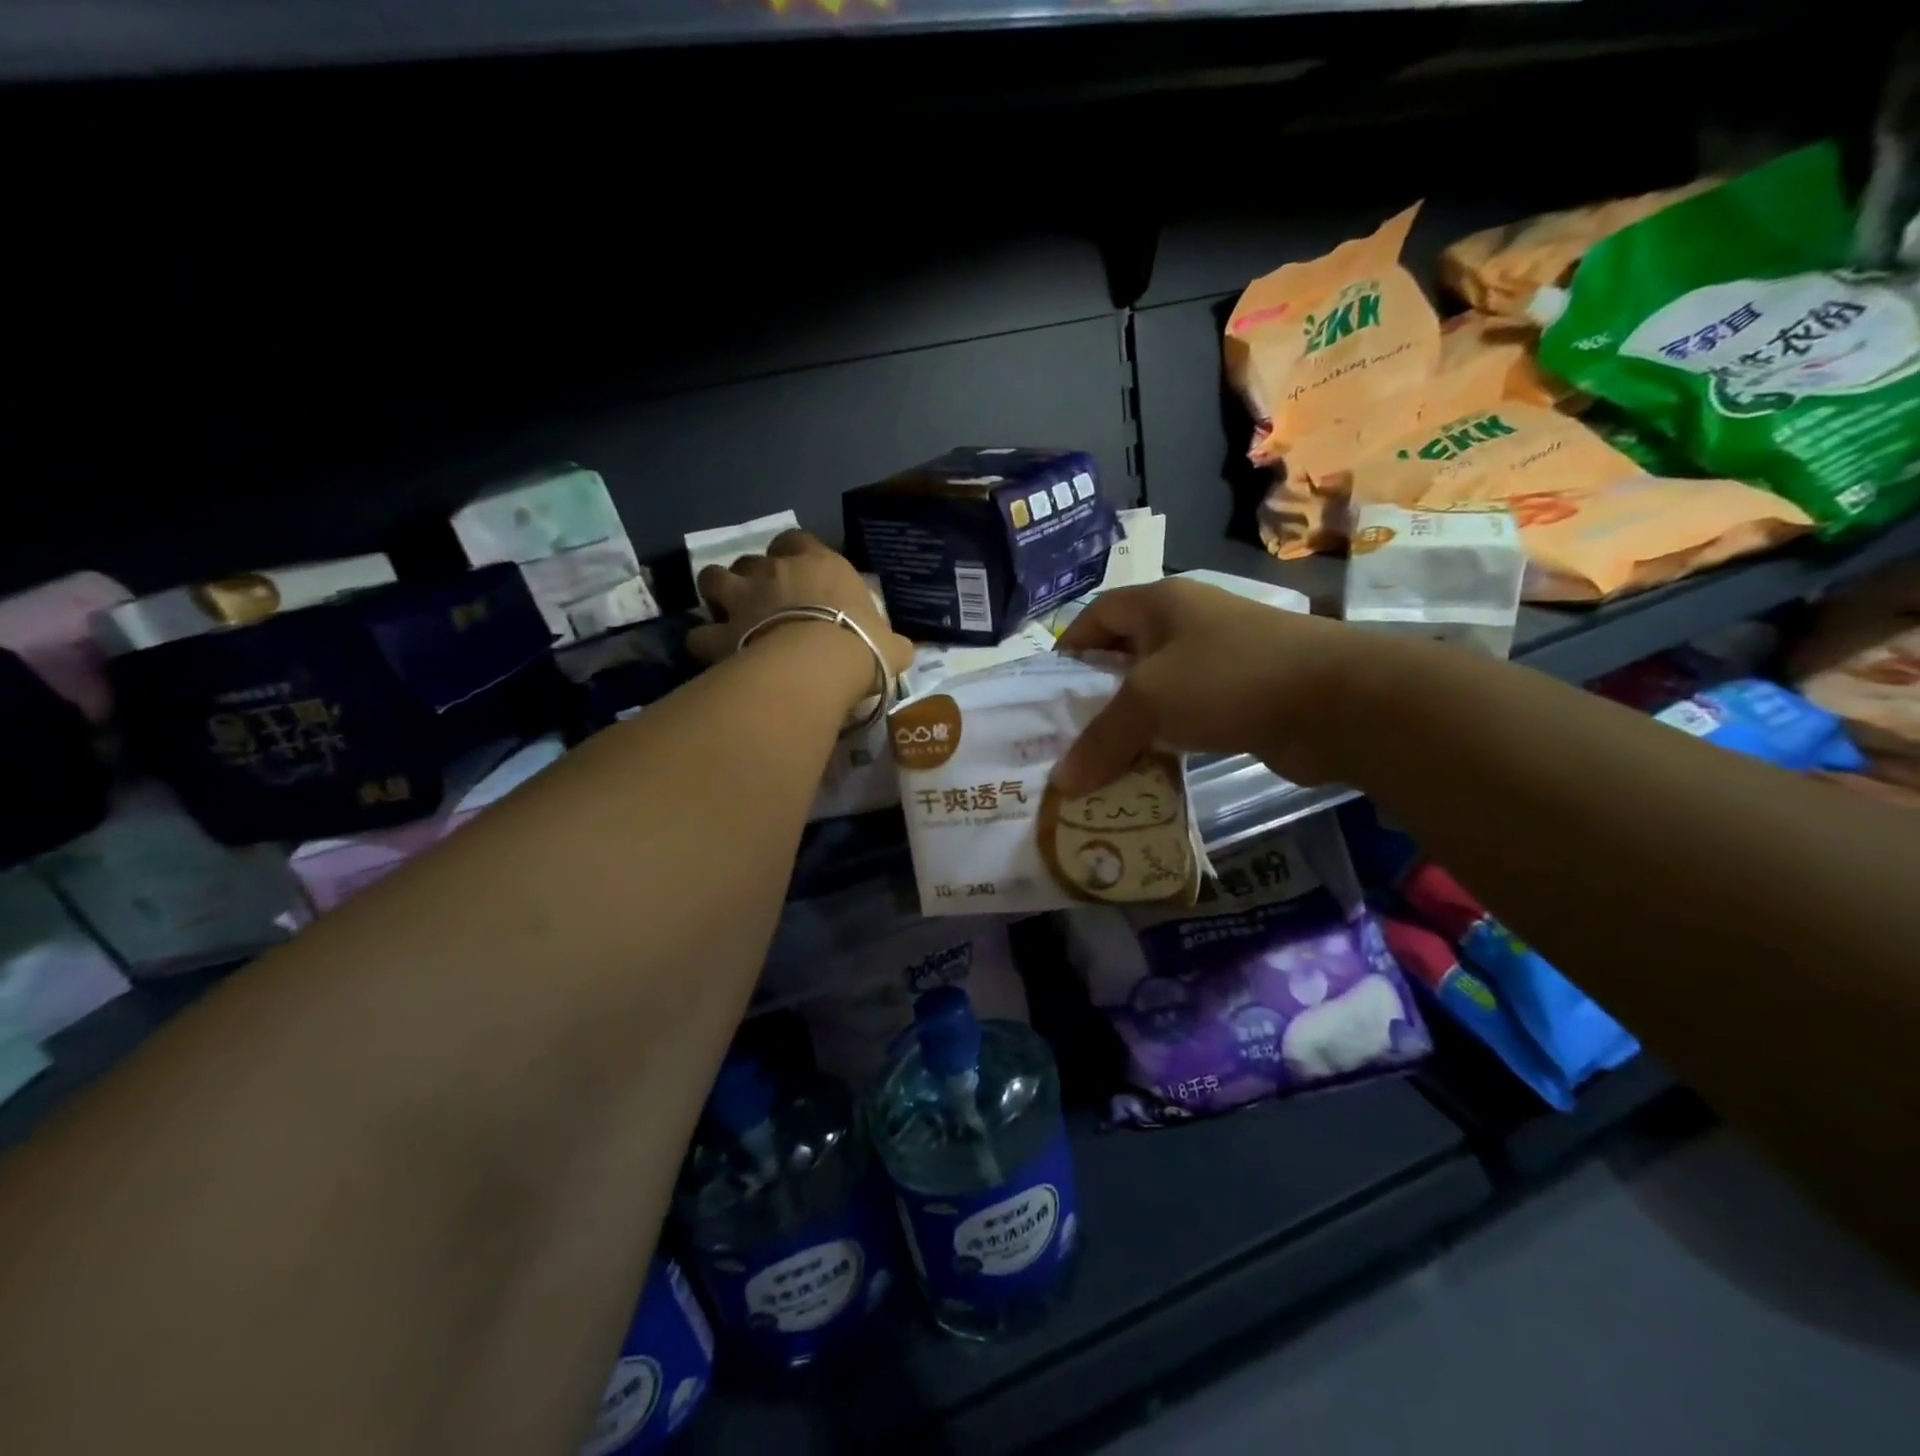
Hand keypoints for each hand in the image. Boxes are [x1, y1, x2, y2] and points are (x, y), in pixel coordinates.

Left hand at [687, 529, 913, 675]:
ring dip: (718, 594)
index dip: (793, 553)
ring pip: (713, 579)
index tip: (798, 573)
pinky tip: (713, 654)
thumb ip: (891, 642)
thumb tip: (901, 650)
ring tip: (726, 614)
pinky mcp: (720, 632)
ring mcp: (742, 598)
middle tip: (762, 601)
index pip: (797, 539)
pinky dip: (704, 641)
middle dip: (752, 576)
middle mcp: (775, 571)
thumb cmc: (862, 646)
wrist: (820, 666)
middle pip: (751, 559)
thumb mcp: (891, 644)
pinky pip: (699, 633)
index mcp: (818, 564)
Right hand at [1051, 578, 1364, 794]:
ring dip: (1131, 723)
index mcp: (1160, 602)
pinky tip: (1148, 769)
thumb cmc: (1227, 678)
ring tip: (1100, 760)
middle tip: (1068, 736)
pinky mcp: (1242, 695)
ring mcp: (1219, 658)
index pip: (1096, 614)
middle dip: (1096, 694)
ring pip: (1157, 690)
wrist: (1335, 700)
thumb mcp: (1149, 703)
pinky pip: (1188, 715)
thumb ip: (1100, 740)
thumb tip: (1061, 783)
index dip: (1069, 648)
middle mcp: (1187, 622)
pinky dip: (1166, 739)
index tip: (1048, 693)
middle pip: (1125, 654)